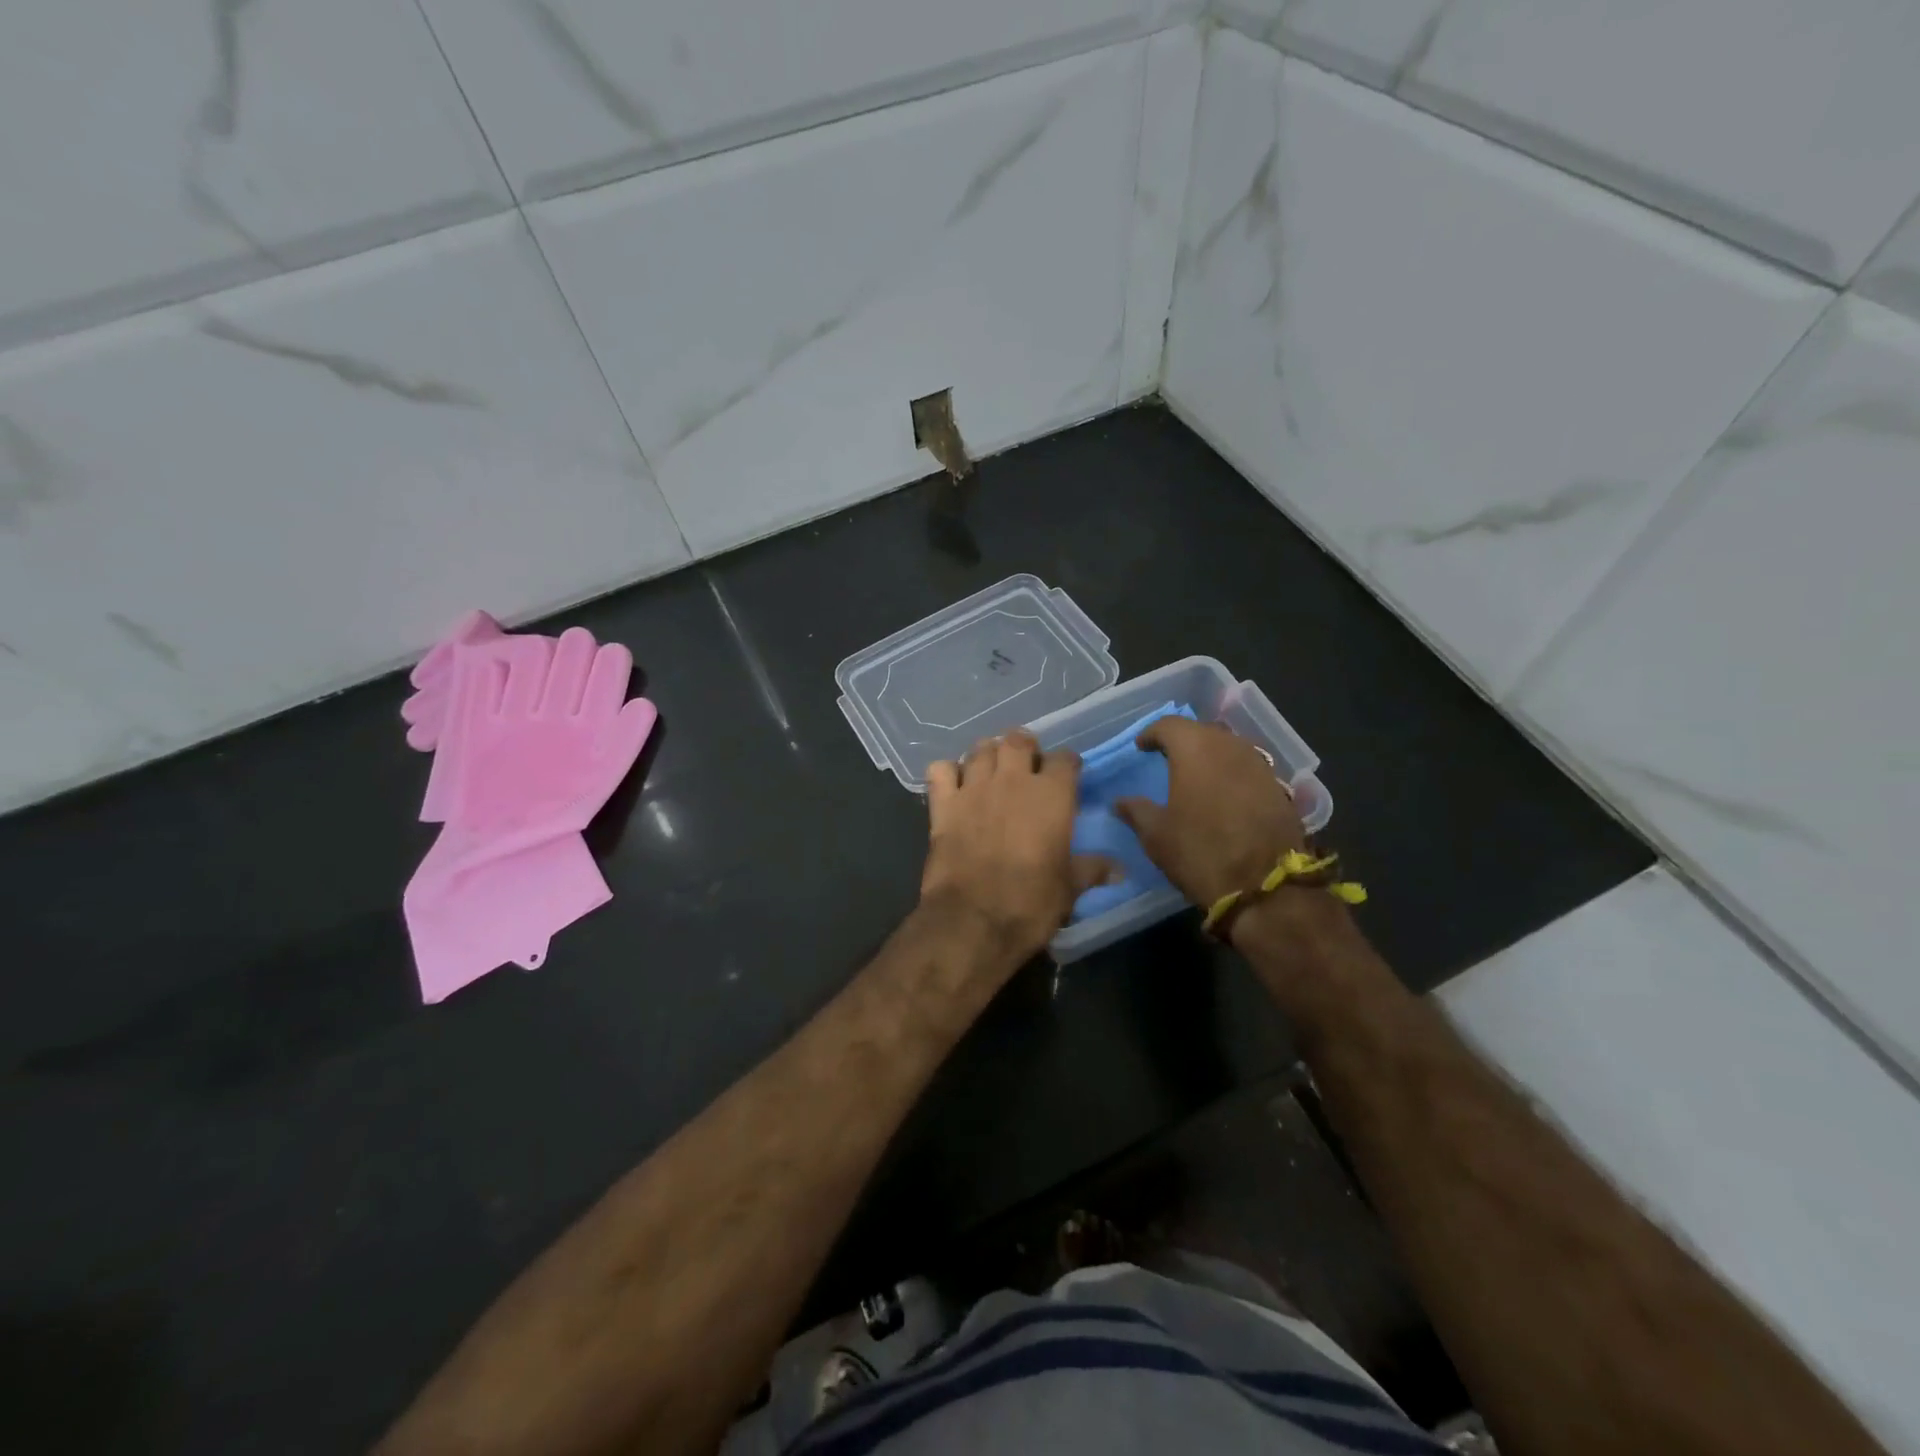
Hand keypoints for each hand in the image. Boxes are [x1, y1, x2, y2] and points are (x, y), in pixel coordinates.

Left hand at [920, 730, 1112, 964]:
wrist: (972, 920)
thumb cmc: (1030, 903)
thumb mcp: (1069, 889)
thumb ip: (1091, 869)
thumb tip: (1121, 869)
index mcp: (1051, 795)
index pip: (1065, 759)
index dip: (1067, 765)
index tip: (1068, 776)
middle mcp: (1013, 780)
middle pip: (1018, 739)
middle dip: (1025, 747)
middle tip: (1026, 766)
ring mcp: (974, 788)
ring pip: (980, 748)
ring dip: (988, 754)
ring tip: (992, 770)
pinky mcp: (943, 804)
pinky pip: (940, 770)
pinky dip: (947, 772)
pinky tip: (953, 785)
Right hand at [1114, 717, 1305, 907]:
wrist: (1266, 886)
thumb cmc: (1201, 852)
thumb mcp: (1157, 835)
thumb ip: (1136, 811)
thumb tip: (1120, 801)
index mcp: (1195, 749)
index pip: (1169, 725)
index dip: (1151, 733)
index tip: (1141, 747)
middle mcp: (1230, 746)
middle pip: (1202, 731)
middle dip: (1183, 741)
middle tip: (1166, 758)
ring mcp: (1259, 765)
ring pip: (1228, 747)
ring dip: (1210, 755)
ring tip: (1196, 774)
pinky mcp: (1279, 787)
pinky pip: (1247, 767)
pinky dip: (1231, 773)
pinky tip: (1223, 793)